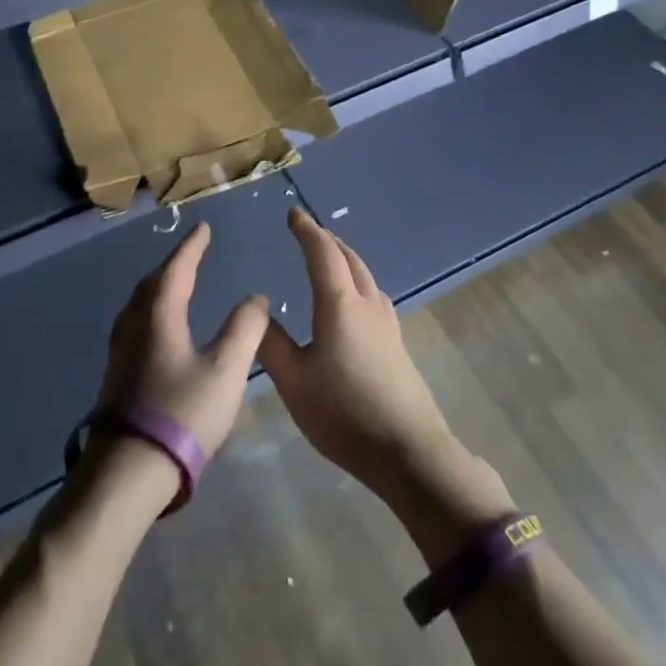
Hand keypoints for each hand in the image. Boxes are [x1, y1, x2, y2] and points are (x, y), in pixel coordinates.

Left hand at [97, 221, 269, 460]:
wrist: (129, 470)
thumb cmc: (182, 413)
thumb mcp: (226, 371)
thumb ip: (245, 329)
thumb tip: (256, 297)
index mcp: (159, 315)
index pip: (178, 268)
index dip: (192, 246)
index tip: (203, 228)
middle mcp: (134, 323)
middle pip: (153, 282)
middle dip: (174, 263)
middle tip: (192, 252)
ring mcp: (121, 349)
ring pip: (139, 302)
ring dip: (159, 285)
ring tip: (176, 283)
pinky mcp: (117, 372)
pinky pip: (135, 322)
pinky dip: (151, 309)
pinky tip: (159, 327)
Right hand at [259, 208, 511, 556]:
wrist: (408, 451)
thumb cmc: (344, 413)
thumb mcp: (294, 382)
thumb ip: (271, 344)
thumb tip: (257, 311)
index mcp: (339, 304)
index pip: (322, 253)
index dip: (306, 230)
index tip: (292, 214)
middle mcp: (367, 305)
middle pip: (349, 258)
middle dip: (327, 240)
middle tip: (308, 231)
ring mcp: (387, 324)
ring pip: (365, 276)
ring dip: (345, 259)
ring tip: (329, 258)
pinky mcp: (397, 344)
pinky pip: (374, 296)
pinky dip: (357, 281)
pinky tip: (354, 301)